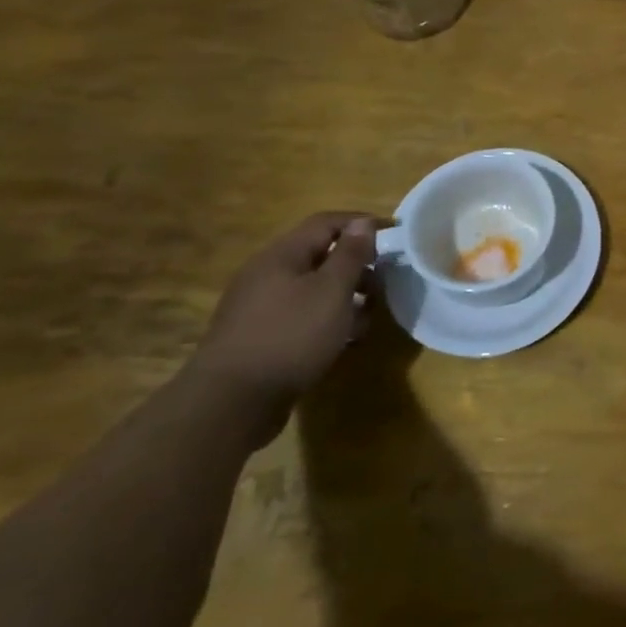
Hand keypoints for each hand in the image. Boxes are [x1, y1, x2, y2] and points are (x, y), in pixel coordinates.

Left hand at [191, 212, 377, 432]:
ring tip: (367, 317)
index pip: (326, 222)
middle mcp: (266, 274)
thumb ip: (351, 254)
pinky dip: (325, 318)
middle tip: (384, 282)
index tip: (395, 236)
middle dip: (356, 265)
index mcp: (281, 255)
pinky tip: (341, 339)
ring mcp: (258, 307)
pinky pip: (300, 314)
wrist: (231, 404)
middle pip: (319, 255)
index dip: (362, 223)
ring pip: (312, 288)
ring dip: (344, 296)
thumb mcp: (332, 290)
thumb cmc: (291, 336)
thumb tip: (362, 223)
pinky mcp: (258, 336)